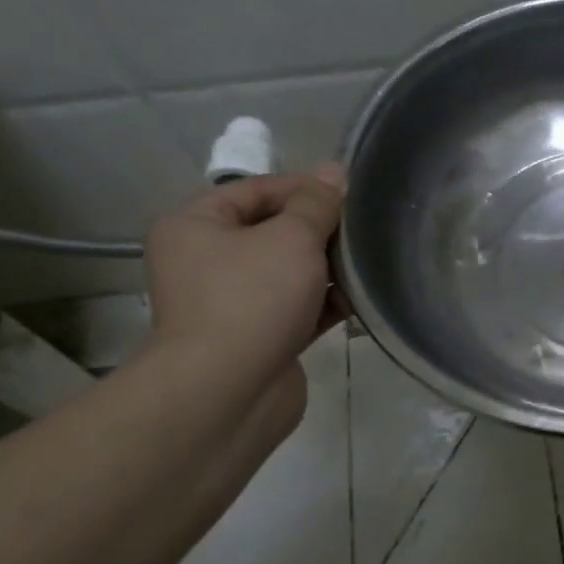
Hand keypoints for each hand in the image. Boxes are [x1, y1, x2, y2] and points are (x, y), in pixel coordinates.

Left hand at [143, 167, 346, 395]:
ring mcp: (231, 304)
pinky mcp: (257, 339)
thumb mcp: (291, 238)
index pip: (255, 190)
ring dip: (327, 269)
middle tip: (363, 230)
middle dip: (319, 231)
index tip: (349, 195)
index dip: (304, 188)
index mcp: (196, 226)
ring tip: (368, 264)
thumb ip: (317, 204)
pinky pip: (296, 309)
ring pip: (288, 273)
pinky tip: (359, 301)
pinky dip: (324, 304)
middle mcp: (205, 262)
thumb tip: (335, 172)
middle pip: (272, 232)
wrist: (229, 392)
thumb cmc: (252, 299)